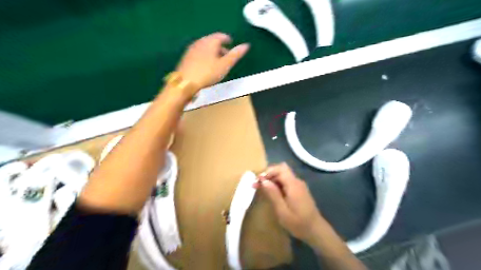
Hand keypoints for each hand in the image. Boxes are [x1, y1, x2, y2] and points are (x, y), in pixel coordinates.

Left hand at [175, 32, 249, 93]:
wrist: (185, 83)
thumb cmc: (207, 73)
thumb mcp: (225, 65)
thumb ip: (235, 55)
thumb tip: (246, 45)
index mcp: (210, 42)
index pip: (220, 36)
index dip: (227, 39)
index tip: (231, 43)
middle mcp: (200, 42)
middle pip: (212, 41)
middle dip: (220, 47)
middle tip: (226, 55)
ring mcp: (191, 49)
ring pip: (205, 47)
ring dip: (212, 52)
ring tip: (217, 62)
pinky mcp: (186, 57)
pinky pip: (199, 53)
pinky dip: (205, 56)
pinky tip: (206, 66)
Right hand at [253, 162, 324, 244]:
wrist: (316, 230)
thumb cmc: (298, 223)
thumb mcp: (282, 211)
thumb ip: (273, 194)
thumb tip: (263, 180)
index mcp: (293, 185)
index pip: (280, 168)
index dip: (268, 171)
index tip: (258, 180)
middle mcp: (297, 181)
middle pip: (281, 170)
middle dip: (268, 175)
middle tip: (257, 184)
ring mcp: (299, 185)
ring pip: (283, 175)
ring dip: (271, 179)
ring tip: (260, 188)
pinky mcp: (299, 190)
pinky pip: (286, 182)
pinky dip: (277, 184)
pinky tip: (271, 193)